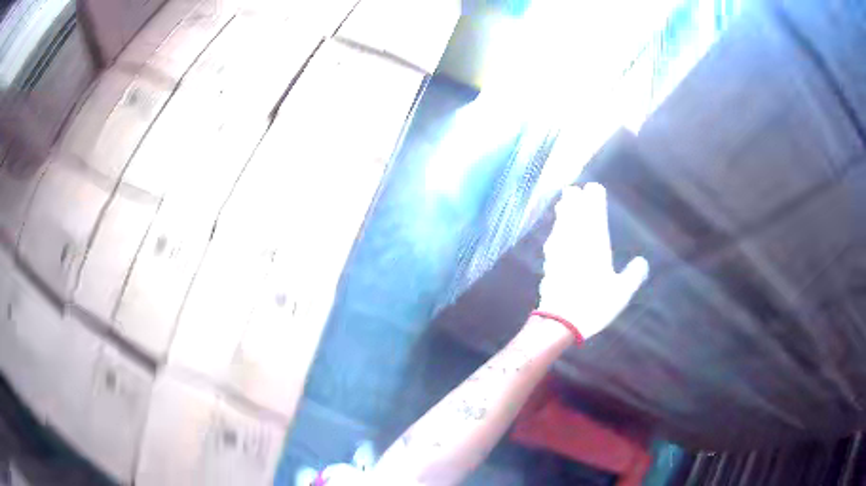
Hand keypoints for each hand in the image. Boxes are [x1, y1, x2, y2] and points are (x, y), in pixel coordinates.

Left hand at [539, 183, 647, 338]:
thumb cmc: (594, 306)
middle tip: (572, 189)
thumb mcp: (621, 293)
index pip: (595, 216)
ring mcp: (560, 253)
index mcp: (595, 247)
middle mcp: (576, 244)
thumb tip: (642, 262)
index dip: (595, 200)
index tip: (594, 187)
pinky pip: (553, 240)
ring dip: (563, 213)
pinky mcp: (549, 264)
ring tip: (562, 202)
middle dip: (575, 201)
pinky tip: (554, 232)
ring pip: (561, 226)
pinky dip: (555, 231)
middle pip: (574, 217)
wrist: (560, 321)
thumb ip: (633, 275)